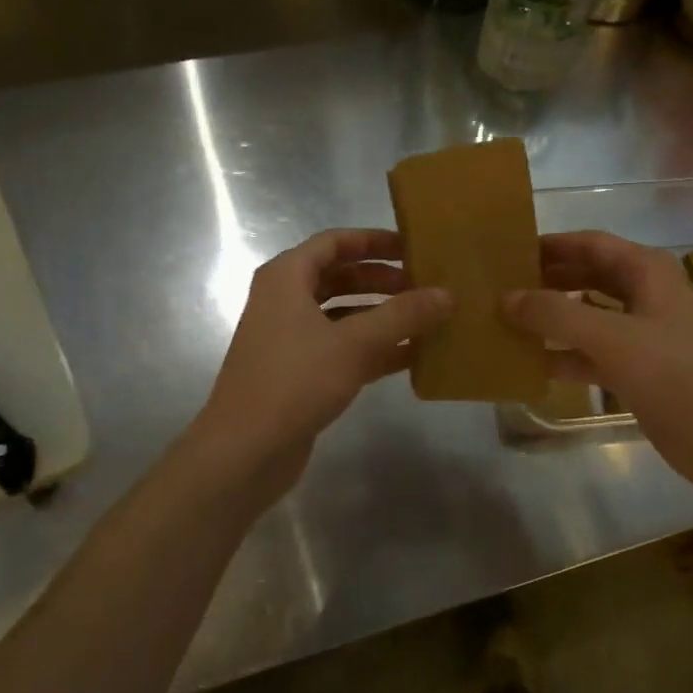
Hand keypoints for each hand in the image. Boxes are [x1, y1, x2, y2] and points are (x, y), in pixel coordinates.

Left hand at [193, 229, 449, 498]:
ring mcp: (291, 340)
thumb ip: (403, 315)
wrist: (245, 450)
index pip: (334, 242)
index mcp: (287, 278)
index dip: (373, 241)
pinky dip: (374, 349)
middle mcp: (285, 302)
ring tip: (428, 320)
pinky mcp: (300, 374)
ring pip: (344, 316)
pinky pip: (343, 349)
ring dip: (383, 317)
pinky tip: (413, 357)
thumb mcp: (355, 343)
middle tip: (426, 287)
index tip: (412, 247)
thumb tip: (447, 294)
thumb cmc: (295, 381)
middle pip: (340, 278)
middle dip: (383, 281)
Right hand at [504, 231, 692, 501]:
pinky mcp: (638, 370)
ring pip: (588, 316)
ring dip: (553, 319)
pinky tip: (531, 363)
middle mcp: (645, 295)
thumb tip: (507, 298)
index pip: (591, 244)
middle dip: (548, 280)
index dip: (552, 244)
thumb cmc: (673, 375)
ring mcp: (642, 334)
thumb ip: (556, 314)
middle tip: (501, 287)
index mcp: (648, 272)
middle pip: (588, 276)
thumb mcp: (611, 338)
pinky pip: (592, 353)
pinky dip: (565, 355)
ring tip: (507, 321)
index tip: (509, 250)